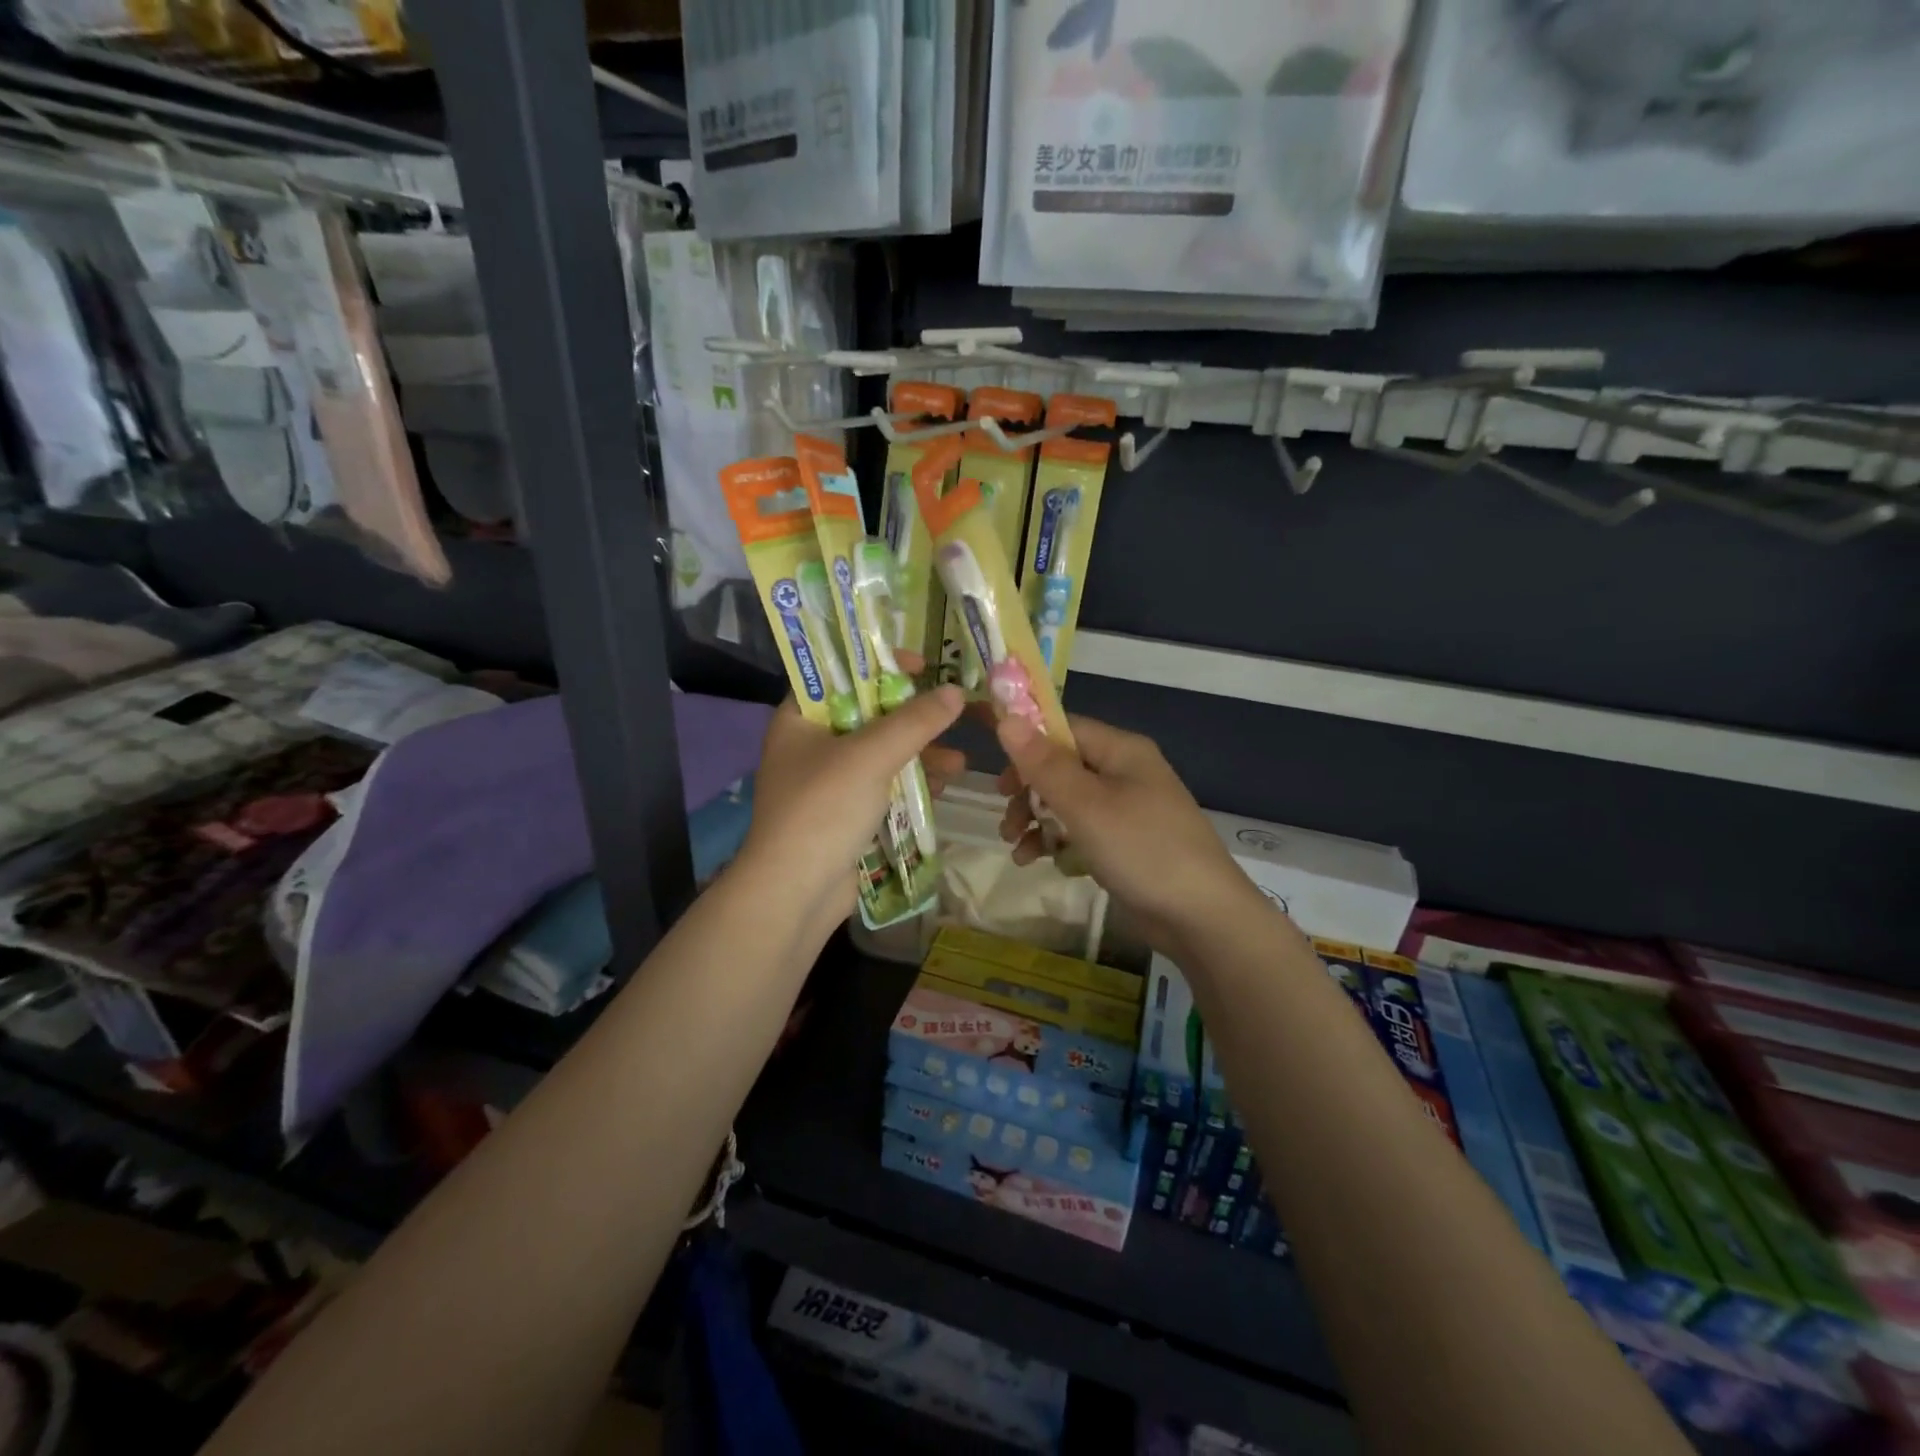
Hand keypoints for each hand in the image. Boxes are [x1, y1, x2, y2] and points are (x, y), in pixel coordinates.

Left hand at [742, 683, 966, 923]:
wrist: (796, 892)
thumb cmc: (823, 809)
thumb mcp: (870, 756)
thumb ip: (914, 721)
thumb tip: (955, 693)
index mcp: (800, 718)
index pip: (839, 674)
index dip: (878, 664)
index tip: (921, 666)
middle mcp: (812, 745)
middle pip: (868, 714)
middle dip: (913, 718)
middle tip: (951, 713)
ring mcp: (829, 782)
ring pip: (882, 753)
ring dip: (921, 754)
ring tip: (958, 763)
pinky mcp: (846, 813)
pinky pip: (884, 785)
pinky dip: (912, 783)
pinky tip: (943, 787)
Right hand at [995, 713, 1265, 958]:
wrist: (1200, 917)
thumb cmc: (1141, 849)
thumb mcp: (1085, 805)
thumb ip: (1043, 764)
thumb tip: (1007, 718)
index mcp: (1121, 750)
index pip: (1063, 729)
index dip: (1026, 744)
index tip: (996, 772)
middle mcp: (1124, 772)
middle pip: (1061, 766)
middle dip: (1028, 791)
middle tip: (1006, 817)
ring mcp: (1126, 808)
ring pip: (1067, 801)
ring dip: (1036, 819)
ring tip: (1015, 846)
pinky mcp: (1124, 842)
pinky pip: (1081, 830)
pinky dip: (1057, 841)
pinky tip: (1037, 862)